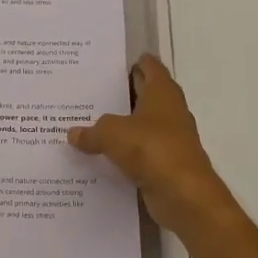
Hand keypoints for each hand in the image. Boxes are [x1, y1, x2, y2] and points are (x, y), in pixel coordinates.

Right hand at [68, 55, 237, 239]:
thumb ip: (91, 131)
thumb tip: (74, 133)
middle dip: (121, 94)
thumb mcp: (112, 134)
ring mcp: (170, 138)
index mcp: (162, 92)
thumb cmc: (151, 149)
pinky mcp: (166, 163)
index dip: (133, 62)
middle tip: (90, 91)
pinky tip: (101, 155)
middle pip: (144, 95)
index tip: (110, 64)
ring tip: (88, 123)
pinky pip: (140, 152)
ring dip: (121, 125)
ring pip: (141, 125)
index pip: (150, 67)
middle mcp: (169, 111)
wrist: (184, 194)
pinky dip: (125, 152)